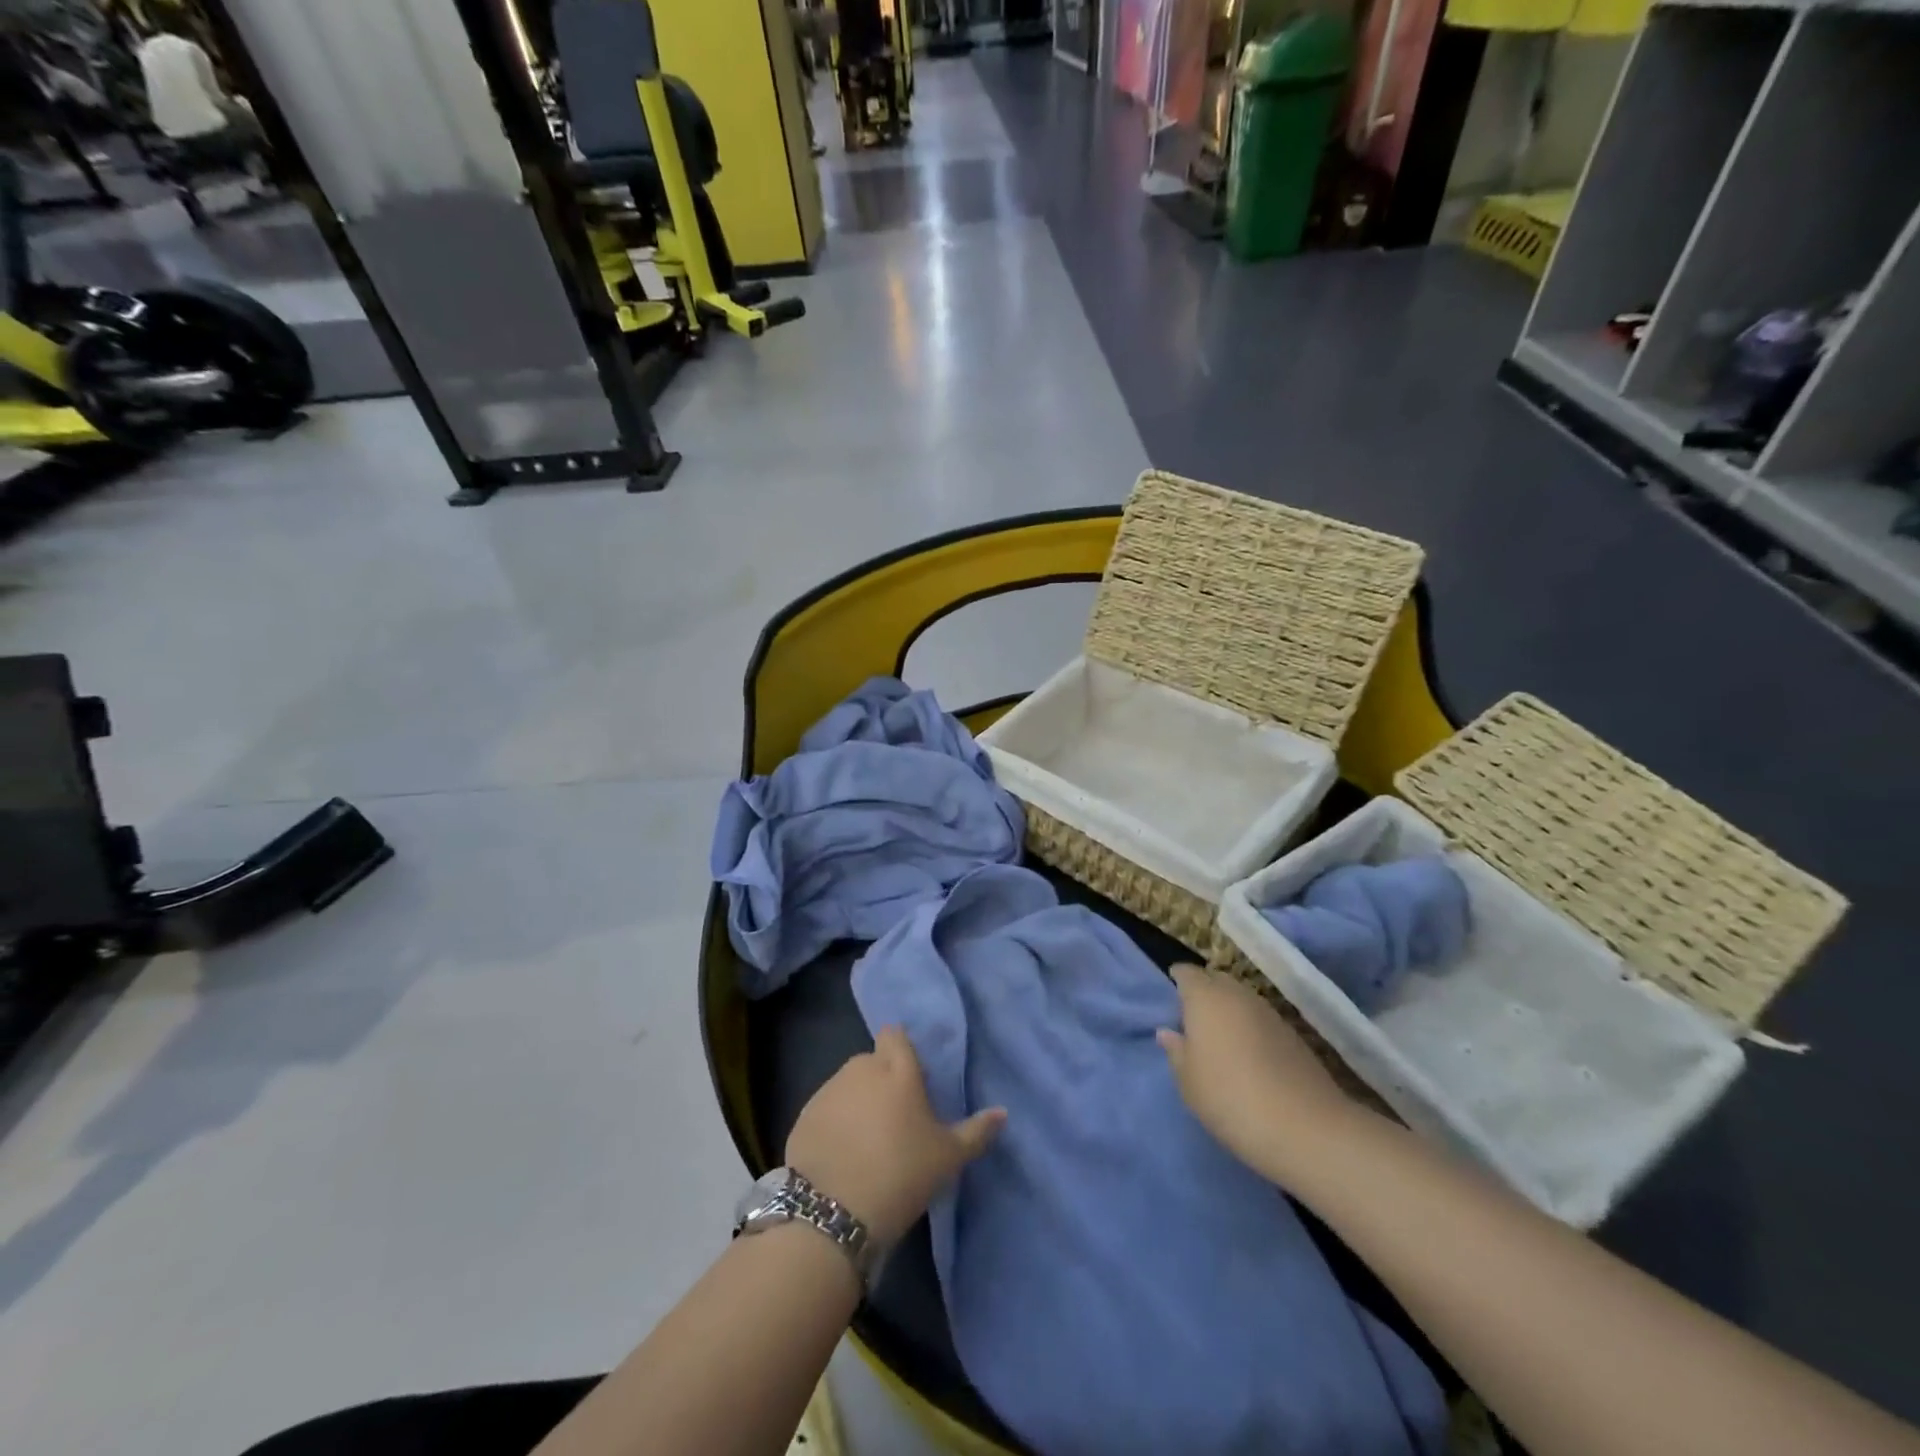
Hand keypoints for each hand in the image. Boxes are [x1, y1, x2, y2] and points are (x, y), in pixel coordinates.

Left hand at [786, 1026, 1005, 1245]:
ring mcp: (828, 1090)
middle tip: (895, 1117)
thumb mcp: (948, 1157)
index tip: (912, 1079)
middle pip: (872, 1061)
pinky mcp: (803, 1116)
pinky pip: (825, 1109)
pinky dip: (833, 1122)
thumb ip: (976, 1131)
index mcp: (898, 1070)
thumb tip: (1003, 1112)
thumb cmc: (901, 1174)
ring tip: (866, 1140)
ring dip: (857, 1100)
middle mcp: (861, 1069)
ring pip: (847, 1084)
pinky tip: (841, 1154)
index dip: (901, 1050)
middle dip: (881, 1079)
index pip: (895, 1035)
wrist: (834, 1212)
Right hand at [1158, 963, 1354, 1180]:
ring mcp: (1269, 1012)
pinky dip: (1250, 1029)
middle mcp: (1237, 994)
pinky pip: (1260, 1020)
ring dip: (1229, 1012)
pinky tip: (1248, 1057)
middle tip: (1192, 1022)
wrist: (1305, 1128)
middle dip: (1204, 992)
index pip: (1186, 973)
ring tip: (1219, 1042)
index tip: (1170, 1001)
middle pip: (1216, 980)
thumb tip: (1169, 1032)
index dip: (1177, 981)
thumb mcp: (1188, 1081)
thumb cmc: (1230, 1097)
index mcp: (1205, 997)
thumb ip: (1176, 1051)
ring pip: (1241, 999)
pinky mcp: (1293, 1034)